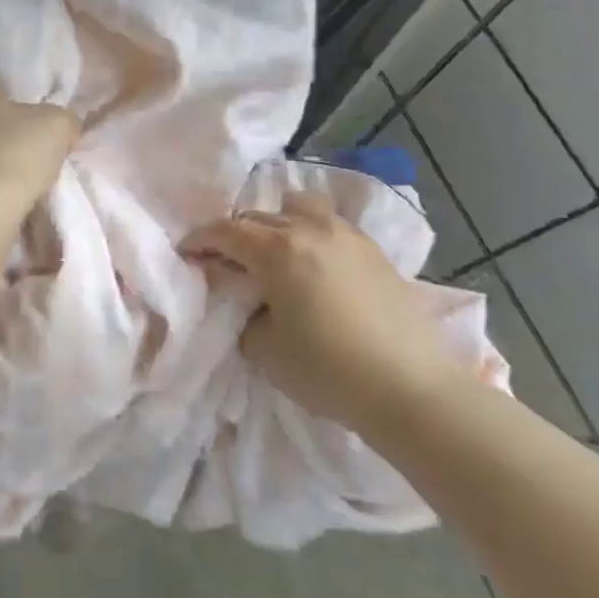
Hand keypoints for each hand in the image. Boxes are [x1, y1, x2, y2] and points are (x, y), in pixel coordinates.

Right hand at [180, 192, 465, 429]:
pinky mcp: (372, 249)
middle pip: (256, 216)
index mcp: (277, 249)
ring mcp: (345, 234)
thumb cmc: (329, 371)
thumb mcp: (264, 349)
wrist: (412, 389)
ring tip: (272, 251)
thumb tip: (244, 298)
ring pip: (296, 207)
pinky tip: (311, 261)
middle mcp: (308, 228)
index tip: (186, 253)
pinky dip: (308, 231)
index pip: (224, 231)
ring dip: (274, 222)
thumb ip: (242, 313)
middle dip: (233, 235)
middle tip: (225, 262)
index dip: (199, 240)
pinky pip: (327, 223)